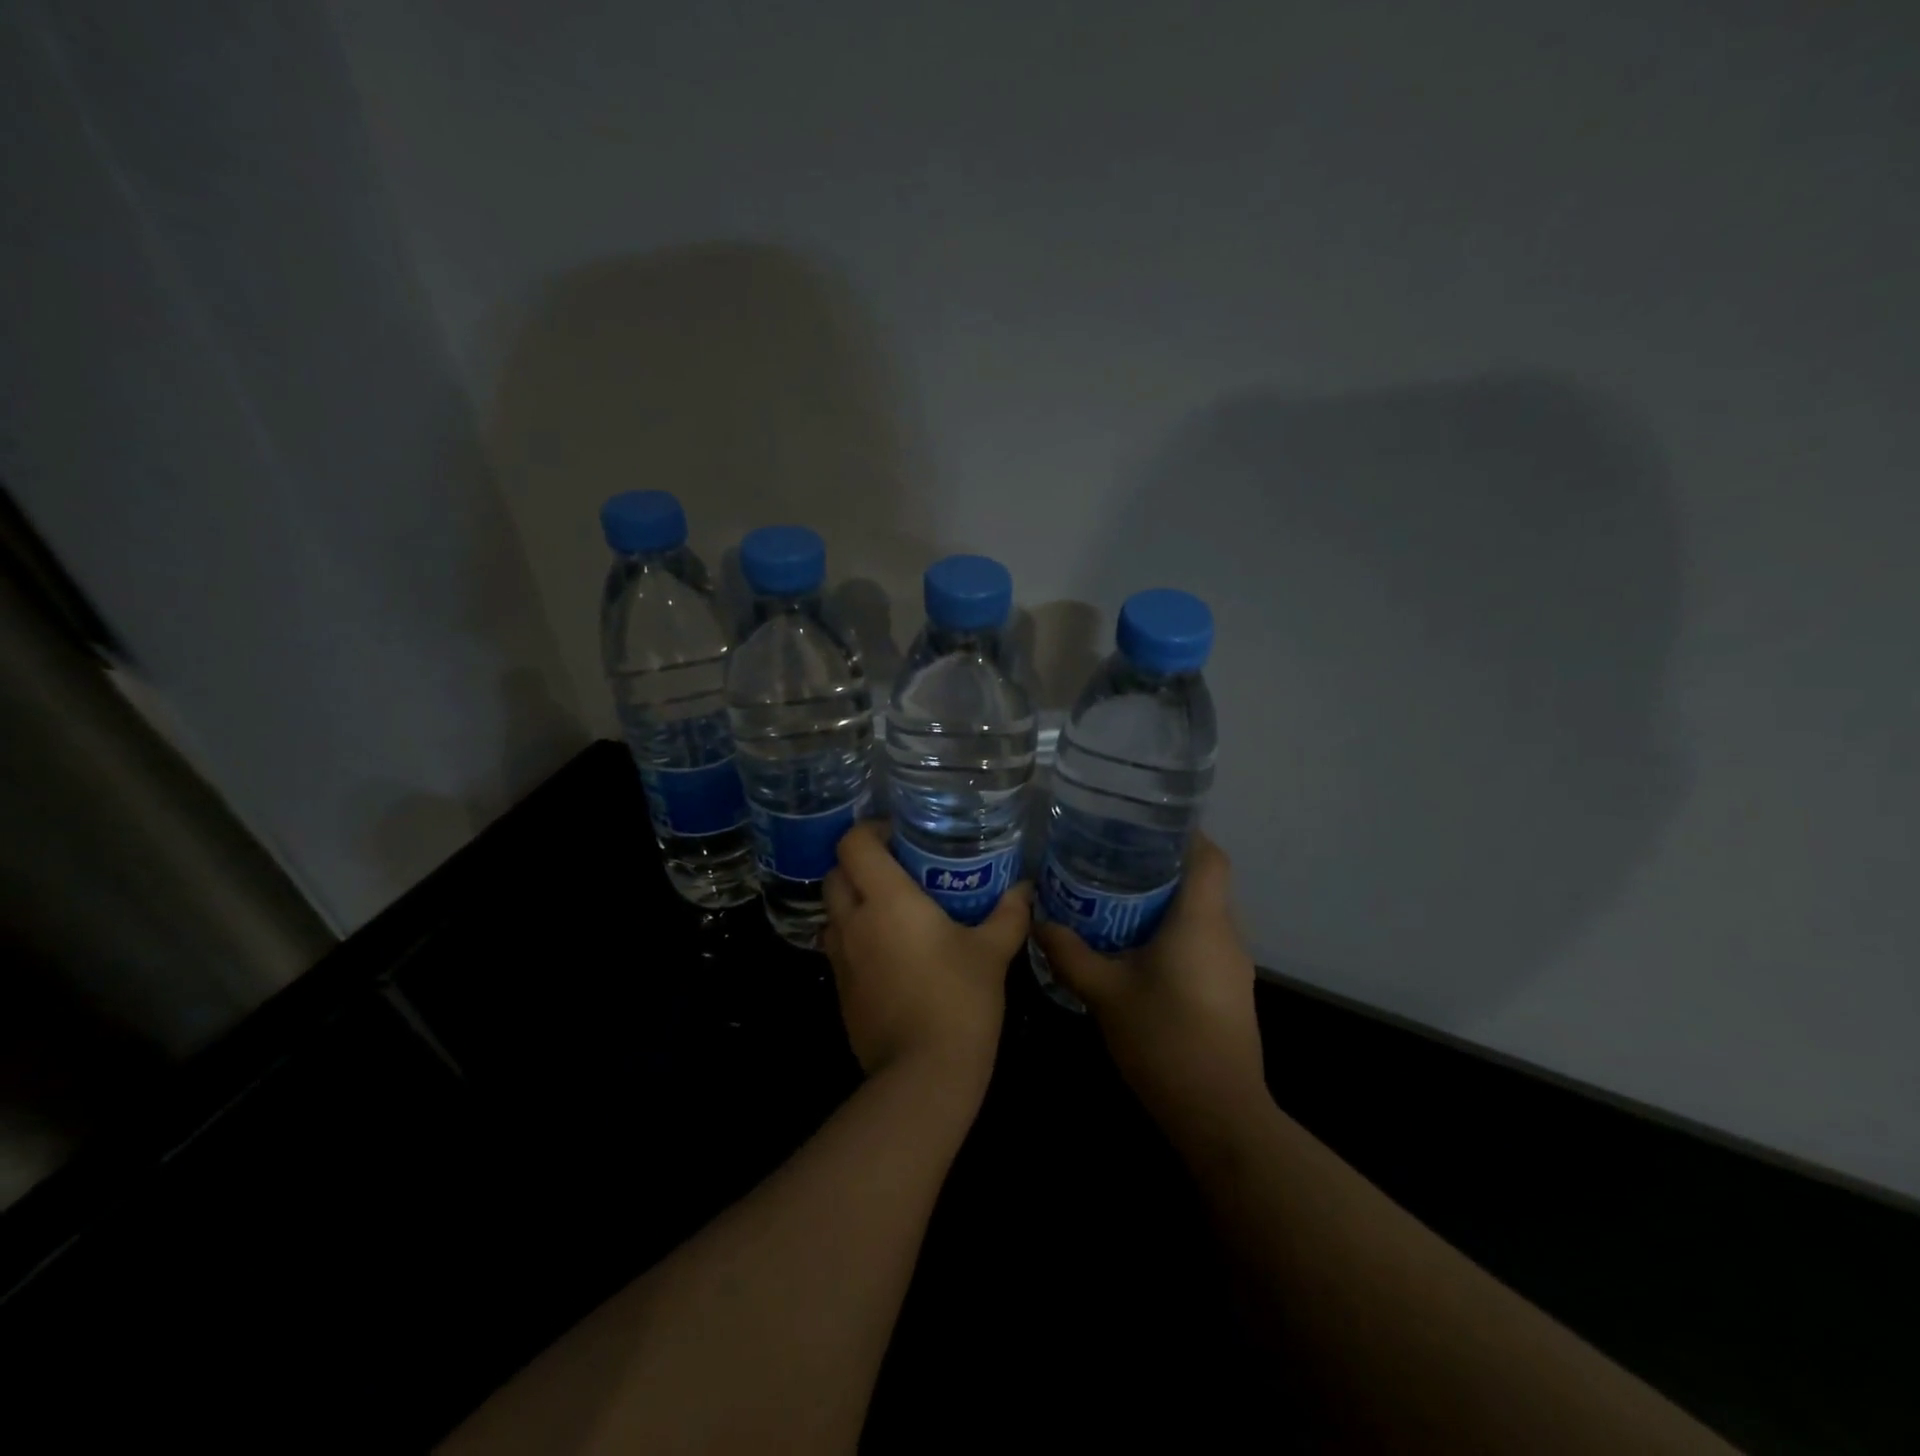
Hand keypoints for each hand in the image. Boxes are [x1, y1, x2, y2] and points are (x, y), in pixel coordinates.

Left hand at [823, 821, 1032, 1091]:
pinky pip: (838, 947)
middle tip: (895, 869)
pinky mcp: (840, 991)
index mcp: (887, 900)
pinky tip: (889, 952)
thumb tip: (1026, 888)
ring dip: (853, 901)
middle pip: (835, 874)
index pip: (854, 844)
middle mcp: (854, 922)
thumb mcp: (992, 952)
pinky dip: (855, 937)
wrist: (924, 1074)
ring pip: (832, 912)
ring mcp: (841, 959)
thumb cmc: (960, 1000)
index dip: (870, 830)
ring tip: (890, 909)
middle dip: (858, 864)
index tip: (897, 835)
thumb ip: (1009, 914)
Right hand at [1034, 833, 1265, 1128]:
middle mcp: (1225, 934)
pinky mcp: (1230, 991)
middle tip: (1114, 860)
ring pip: (1203, 914)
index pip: (1209, 856)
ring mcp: (1233, 965)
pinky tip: (1138, 949)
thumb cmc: (1164, 1040)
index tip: (1144, 826)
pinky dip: (1175, 933)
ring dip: (1167, 903)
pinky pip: (1204, 942)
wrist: (1218, 1114)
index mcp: (1201, 921)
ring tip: (1118, 899)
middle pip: (1203, 882)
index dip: (1183, 834)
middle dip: (1162, 867)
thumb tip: (1040, 920)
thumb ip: (1070, 953)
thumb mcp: (1105, 993)